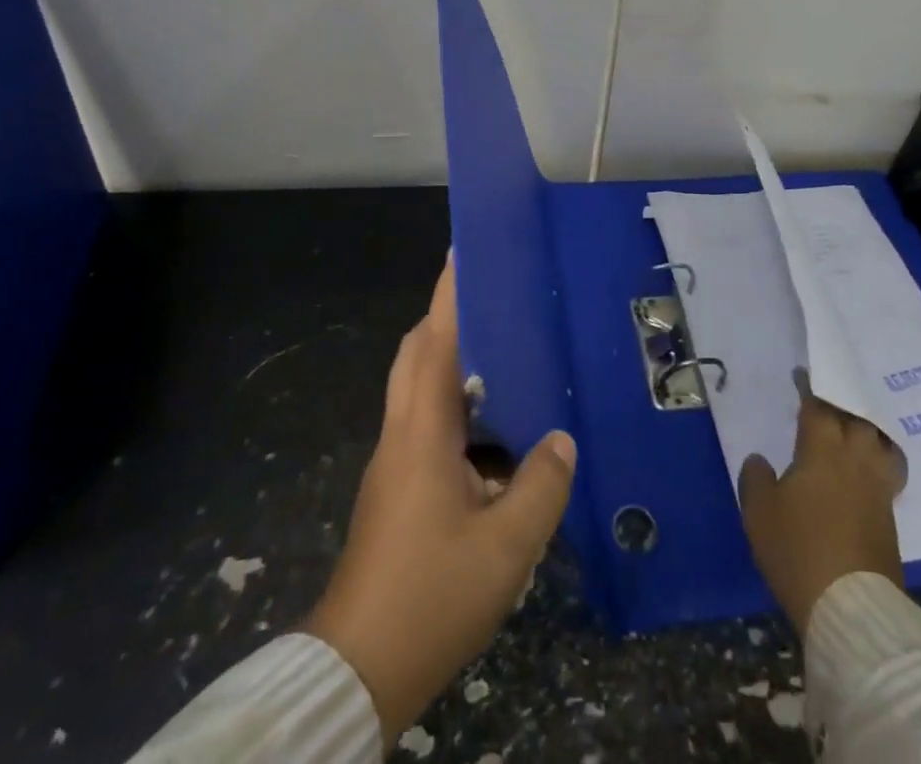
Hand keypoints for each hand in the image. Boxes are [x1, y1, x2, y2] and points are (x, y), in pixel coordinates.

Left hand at [306, 258, 575, 748]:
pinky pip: (426, 425)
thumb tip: (561, 440)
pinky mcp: (397, 490)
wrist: (360, 667)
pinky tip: (495, 438)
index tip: (462, 252)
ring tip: (505, 363)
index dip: (449, 294)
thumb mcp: (506, 545)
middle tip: (494, 304)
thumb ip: (541, 485)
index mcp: (423, 431)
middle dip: (447, 320)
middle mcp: (403, 433)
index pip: (435, 341)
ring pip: (419, 391)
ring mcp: (395, 463)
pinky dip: (456, 410)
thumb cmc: (432, 593)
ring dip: (452, 366)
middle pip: (417, 355)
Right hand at [739, 373, 906, 633]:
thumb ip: (756, 478)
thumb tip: (761, 460)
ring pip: (879, 444)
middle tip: (827, 402)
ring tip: (854, 430)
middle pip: (856, 419)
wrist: (850, 608)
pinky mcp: (890, 518)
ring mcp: (878, 489)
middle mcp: (855, 459)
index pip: (817, 407)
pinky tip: (865, 469)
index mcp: (822, 449)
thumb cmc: (798, 549)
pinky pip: (886, 472)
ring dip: (867, 432)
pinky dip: (877, 461)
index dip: (808, 389)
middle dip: (842, 406)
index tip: (802, 376)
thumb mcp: (759, 512)